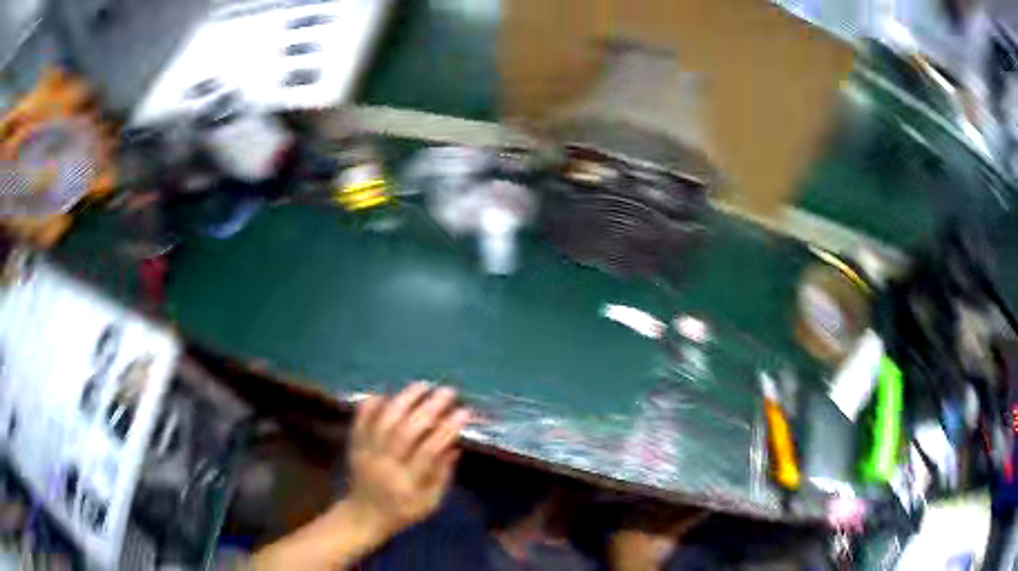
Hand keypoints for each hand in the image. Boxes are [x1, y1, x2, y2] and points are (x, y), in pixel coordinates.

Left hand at [251, 382, 469, 569]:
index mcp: (407, 483)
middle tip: (447, 391)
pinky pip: (361, 420)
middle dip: (429, 408)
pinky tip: (386, 393)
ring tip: (423, 385)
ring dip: (404, 399)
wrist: (363, 515)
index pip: (429, 451)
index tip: (464, 412)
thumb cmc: (403, 511)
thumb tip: (454, 443)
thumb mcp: (430, 503)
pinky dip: (372, 404)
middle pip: (406, 431)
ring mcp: (366, 452)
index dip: (447, 430)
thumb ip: (443, 475)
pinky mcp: (354, 445)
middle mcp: (385, 465)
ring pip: (384, 420)